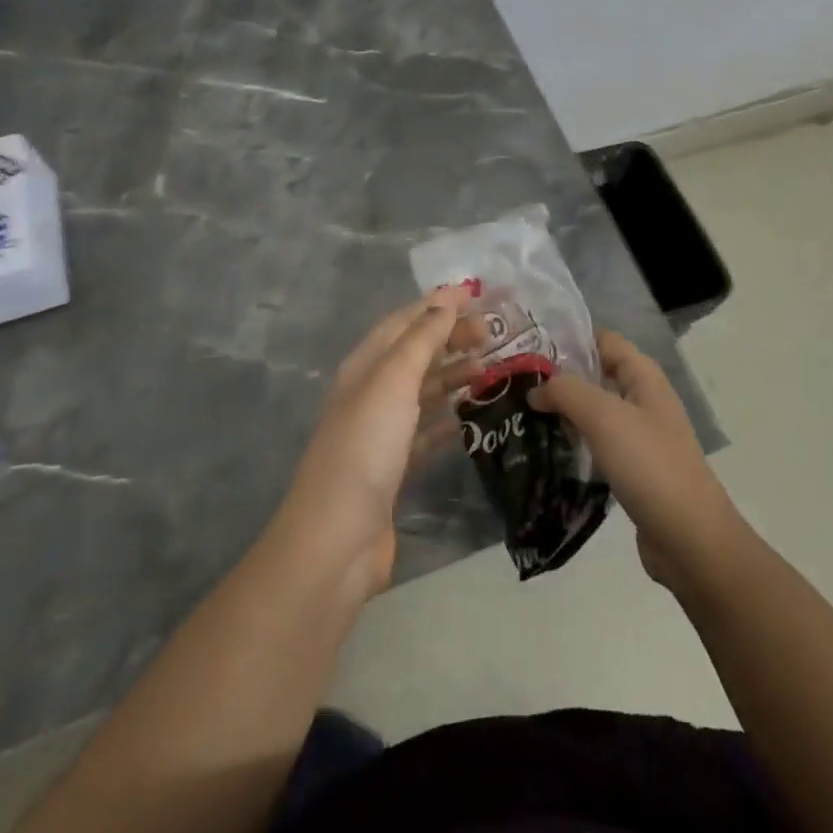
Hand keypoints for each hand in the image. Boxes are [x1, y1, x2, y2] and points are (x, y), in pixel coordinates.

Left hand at [277, 287, 473, 599]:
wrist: (337, 540)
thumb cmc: (365, 449)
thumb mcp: (392, 382)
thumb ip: (421, 339)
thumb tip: (447, 297)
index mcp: (365, 367)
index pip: (404, 322)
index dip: (438, 304)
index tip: (478, 292)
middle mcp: (371, 393)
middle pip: (416, 354)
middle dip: (451, 337)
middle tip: (495, 334)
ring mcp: (382, 432)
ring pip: (424, 391)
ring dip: (455, 375)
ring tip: (492, 367)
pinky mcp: (395, 468)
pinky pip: (427, 431)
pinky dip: (449, 418)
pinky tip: (472, 415)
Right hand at [529, 329, 743, 594]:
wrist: (689, 537)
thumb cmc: (649, 464)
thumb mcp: (603, 416)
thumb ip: (566, 391)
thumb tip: (536, 388)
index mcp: (643, 376)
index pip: (603, 340)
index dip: (569, 339)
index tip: (528, 348)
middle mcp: (644, 399)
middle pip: (597, 374)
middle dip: (560, 376)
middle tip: (516, 383)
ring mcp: (640, 436)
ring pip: (595, 411)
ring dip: (564, 411)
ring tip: (522, 414)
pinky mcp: (633, 469)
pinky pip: (597, 444)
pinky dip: (574, 442)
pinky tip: (546, 450)